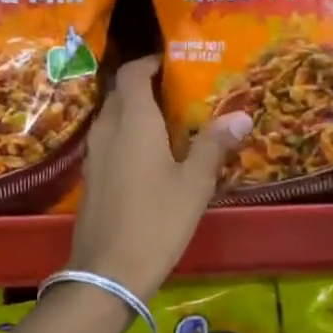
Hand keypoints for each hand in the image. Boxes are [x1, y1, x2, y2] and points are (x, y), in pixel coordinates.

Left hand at [67, 57, 250, 300]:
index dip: (149, 63)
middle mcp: (107, 128)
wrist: (108, 270)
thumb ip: (214, 145)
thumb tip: (242, 114)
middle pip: (120, 93)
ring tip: (168, 123)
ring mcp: (94, 153)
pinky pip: (107, 140)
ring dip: (134, 112)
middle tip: (178, 93)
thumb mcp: (194, 183)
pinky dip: (125, 135)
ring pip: (112, 117)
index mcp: (132, 121)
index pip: (132, 73)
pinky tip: (149, 156)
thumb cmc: (157, 220)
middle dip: (145, 86)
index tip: (172, 64)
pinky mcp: (90, 176)